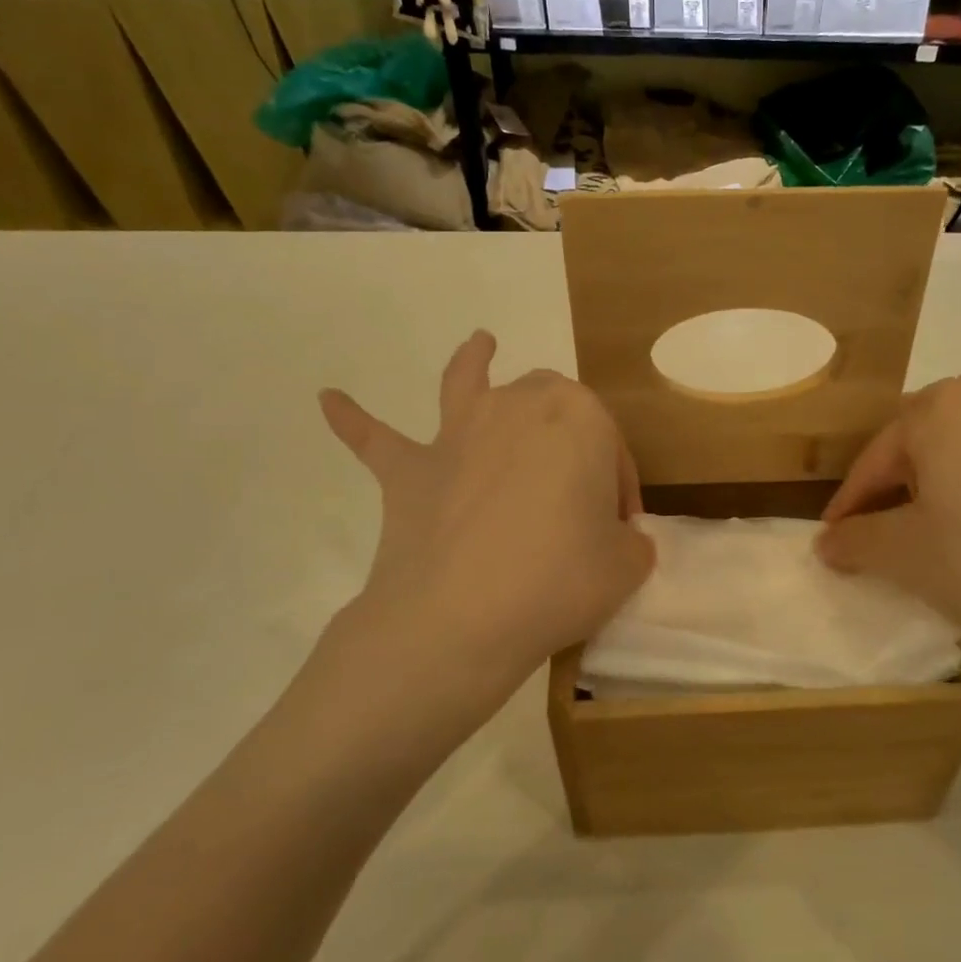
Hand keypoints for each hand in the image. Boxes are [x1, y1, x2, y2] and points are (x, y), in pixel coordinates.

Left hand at [315, 331, 653, 743]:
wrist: (460, 618)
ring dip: (474, 362)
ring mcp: (457, 435)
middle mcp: (517, 407)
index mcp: (580, 419)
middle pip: (551, 404)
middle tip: (575, 500)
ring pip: (469, 384)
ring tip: (479, 343)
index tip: (619, 532)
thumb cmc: (558, 581)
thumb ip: (631, 543)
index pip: (610, 448)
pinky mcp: (409, 470)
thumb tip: (617, 540)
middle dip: (569, 438)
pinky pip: (376, 439)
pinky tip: (328, 400)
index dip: (619, 489)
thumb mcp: (626, 566)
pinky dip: (354, 420)